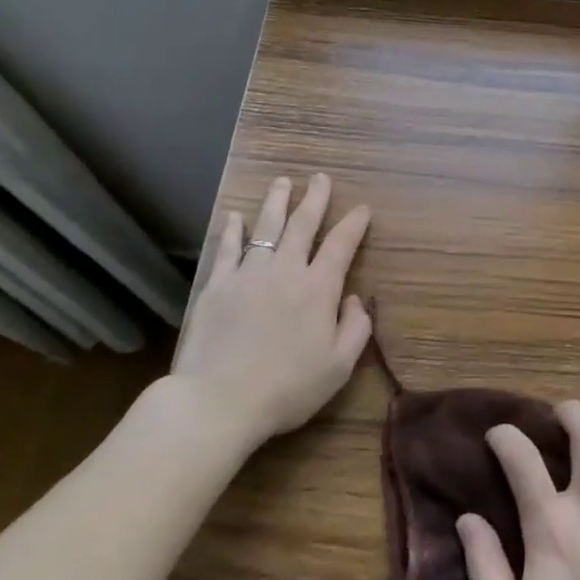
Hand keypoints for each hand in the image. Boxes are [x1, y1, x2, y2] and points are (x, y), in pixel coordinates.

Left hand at [170, 173, 371, 446]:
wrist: (218, 401)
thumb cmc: (287, 388)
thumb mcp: (338, 367)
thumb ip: (356, 329)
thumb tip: (357, 299)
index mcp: (318, 289)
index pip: (341, 245)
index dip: (354, 224)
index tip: (362, 209)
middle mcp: (285, 270)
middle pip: (303, 224)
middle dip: (315, 198)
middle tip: (321, 177)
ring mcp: (248, 274)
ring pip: (266, 227)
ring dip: (276, 202)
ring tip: (282, 182)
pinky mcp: (216, 286)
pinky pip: (227, 249)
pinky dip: (232, 230)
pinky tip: (234, 216)